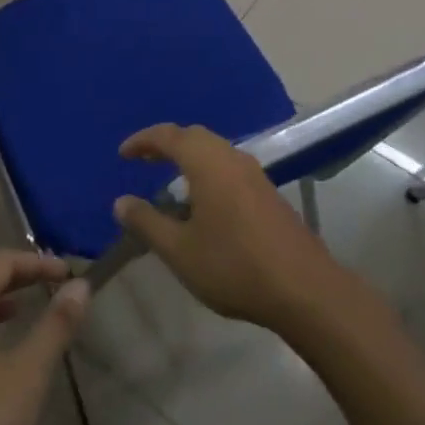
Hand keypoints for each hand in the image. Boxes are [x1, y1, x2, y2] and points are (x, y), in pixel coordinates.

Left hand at [0, 251, 88, 424]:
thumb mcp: (27, 373)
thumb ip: (55, 326)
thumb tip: (80, 286)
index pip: (1, 263)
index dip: (38, 262)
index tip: (70, 273)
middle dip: (21, 279)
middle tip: (56, 286)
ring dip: (2, 305)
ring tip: (31, 312)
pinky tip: (1, 359)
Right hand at [112, 124, 350, 333]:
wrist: (303, 288)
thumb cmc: (233, 265)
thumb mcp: (180, 250)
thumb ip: (147, 222)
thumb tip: (121, 201)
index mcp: (207, 162)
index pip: (168, 136)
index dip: (143, 140)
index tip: (123, 154)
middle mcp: (231, 157)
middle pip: (194, 136)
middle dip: (166, 144)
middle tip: (143, 160)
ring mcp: (254, 173)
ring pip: (214, 150)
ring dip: (189, 157)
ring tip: (169, 180)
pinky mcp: (268, 191)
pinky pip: (229, 166)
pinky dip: (207, 170)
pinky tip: (203, 201)